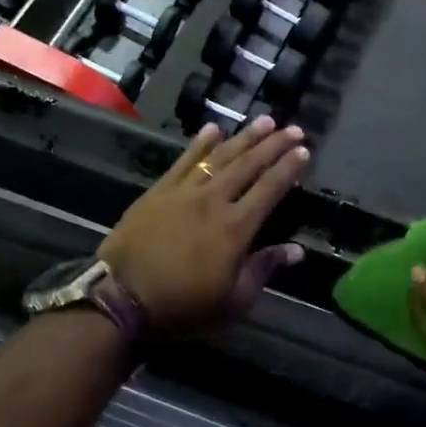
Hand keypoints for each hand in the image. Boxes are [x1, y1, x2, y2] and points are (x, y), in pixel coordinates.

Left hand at [99, 118, 309, 336]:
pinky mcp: (159, 191)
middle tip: (292, 128)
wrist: (121, 298)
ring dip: (243, 137)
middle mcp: (214, 200)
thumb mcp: (233, 301)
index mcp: (236, 228)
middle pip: (248, 165)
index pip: (270, 189)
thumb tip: (296, 250)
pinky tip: (213, 129)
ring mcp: (184, 192)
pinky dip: (200, 143)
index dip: (289, 169)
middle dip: (273, 145)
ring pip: (219, 156)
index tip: (304, 151)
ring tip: (264, 120)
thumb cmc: (183, 305)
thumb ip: (264, 269)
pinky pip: (184, 160)